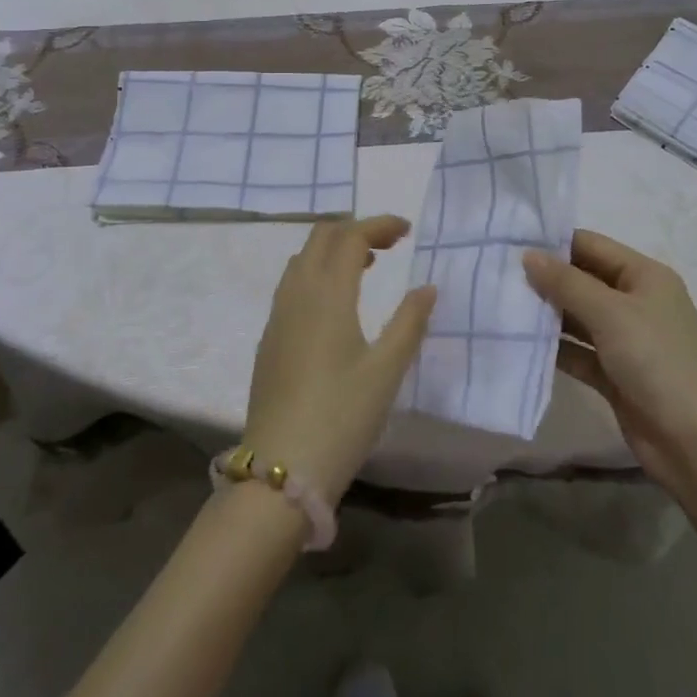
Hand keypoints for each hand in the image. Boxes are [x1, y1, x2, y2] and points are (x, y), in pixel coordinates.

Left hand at [244, 216, 435, 503]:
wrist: (279, 471)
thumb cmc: (341, 417)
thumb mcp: (386, 371)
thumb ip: (409, 322)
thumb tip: (427, 288)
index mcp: (327, 294)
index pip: (351, 236)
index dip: (379, 225)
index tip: (407, 230)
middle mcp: (297, 293)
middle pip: (321, 237)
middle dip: (355, 230)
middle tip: (389, 245)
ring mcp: (277, 316)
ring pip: (303, 259)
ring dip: (333, 249)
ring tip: (366, 267)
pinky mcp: (269, 339)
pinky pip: (292, 284)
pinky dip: (317, 272)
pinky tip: (335, 303)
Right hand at [523, 230, 696, 527]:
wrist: (696, 445)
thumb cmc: (658, 362)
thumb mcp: (611, 313)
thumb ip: (567, 283)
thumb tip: (528, 255)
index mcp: (645, 276)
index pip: (591, 245)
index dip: (553, 242)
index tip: (509, 241)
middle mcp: (636, 302)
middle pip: (583, 279)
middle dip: (545, 278)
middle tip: (496, 273)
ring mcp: (626, 340)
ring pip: (578, 316)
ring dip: (546, 313)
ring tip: (499, 303)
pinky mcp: (615, 374)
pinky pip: (578, 351)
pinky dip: (554, 347)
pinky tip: (519, 342)